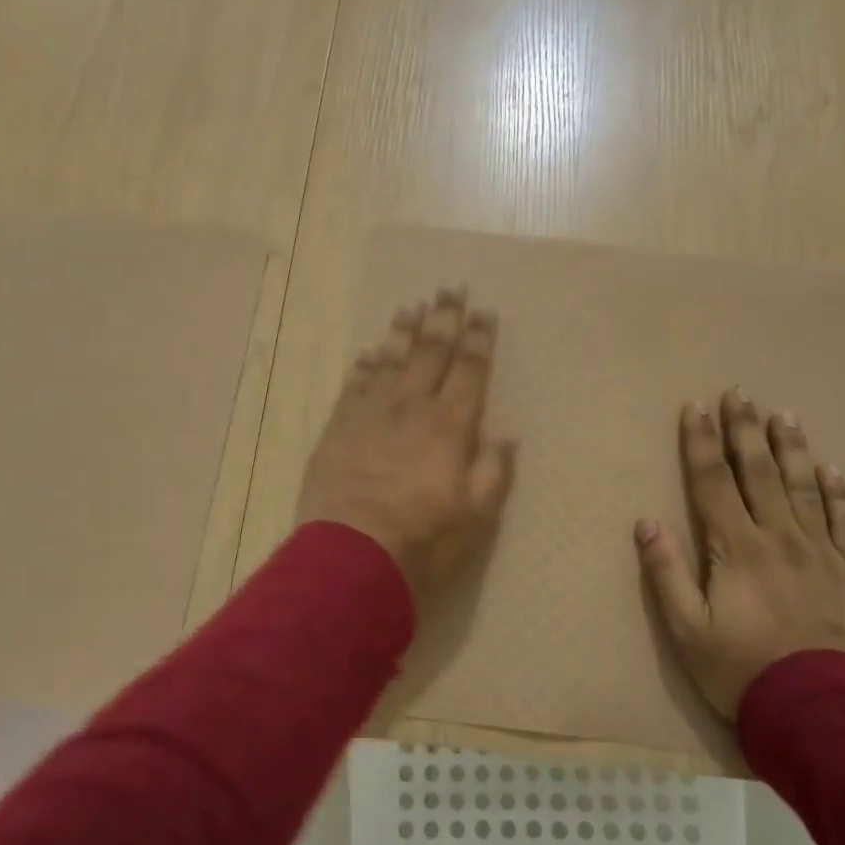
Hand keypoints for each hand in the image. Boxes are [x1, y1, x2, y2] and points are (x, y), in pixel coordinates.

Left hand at [296, 287, 515, 595]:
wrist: (351, 555)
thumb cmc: (423, 539)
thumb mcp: (477, 516)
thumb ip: (494, 471)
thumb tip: (506, 434)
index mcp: (449, 426)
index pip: (468, 370)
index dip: (478, 339)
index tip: (483, 312)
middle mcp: (410, 408)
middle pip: (429, 353)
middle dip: (443, 319)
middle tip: (449, 289)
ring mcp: (369, 414)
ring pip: (388, 360)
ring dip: (401, 332)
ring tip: (410, 307)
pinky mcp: (338, 428)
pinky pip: (353, 385)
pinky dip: (363, 366)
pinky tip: (368, 353)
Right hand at [635, 391, 844, 720]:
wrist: (822, 714)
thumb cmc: (742, 670)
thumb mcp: (686, 629)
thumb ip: (665, 572)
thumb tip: (646, 521)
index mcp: (736, 547)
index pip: (712, 481)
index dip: (700, 442)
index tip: (695, 407)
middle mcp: (779, 537)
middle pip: (758, 471)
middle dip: (744, 429)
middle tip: (739, 392)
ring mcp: (821, 552)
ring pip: (803, 487)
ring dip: (791, 448)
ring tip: (784, 414)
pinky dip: (839, 493)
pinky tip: (831, 470)